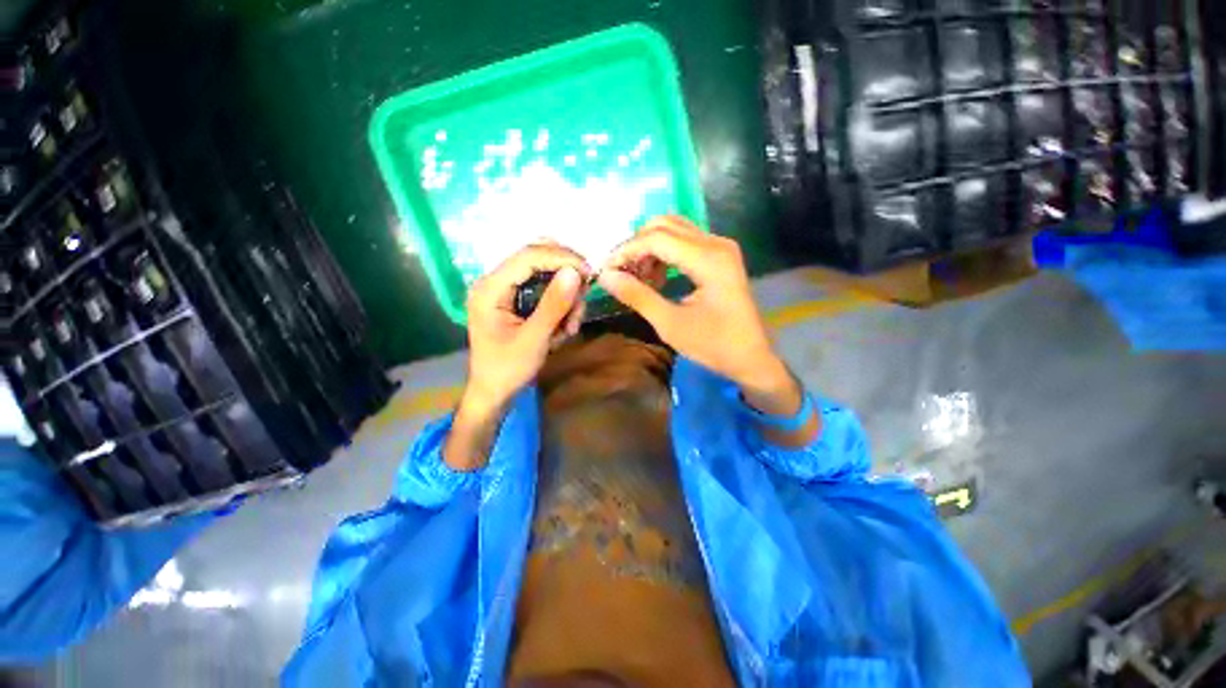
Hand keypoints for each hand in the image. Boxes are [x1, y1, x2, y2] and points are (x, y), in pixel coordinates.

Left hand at [464, 244, 590, 409]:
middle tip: (582, 299)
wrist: (494, 392)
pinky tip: (562, 328)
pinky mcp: (514, 300)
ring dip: (565, 298)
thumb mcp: (534, 339)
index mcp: (490, 288)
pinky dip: (559, 306)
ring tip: (569, 327)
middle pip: (537, 260)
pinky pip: (544, 291)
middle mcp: (494, 282)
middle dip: (564, 278)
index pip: (528, 256)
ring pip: (545, 276)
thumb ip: (553, 305)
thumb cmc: (508, 369)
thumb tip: (575, 272)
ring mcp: (505, 290)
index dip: (561, 258)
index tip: (589, 273)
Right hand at [597, 216, 787, 393]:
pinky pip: (684, 242)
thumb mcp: (670, 324)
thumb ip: (637, 296)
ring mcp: (720, 247)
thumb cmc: (713, 346)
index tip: (605, 270)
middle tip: (621, 273)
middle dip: (636, 246)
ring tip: (638, 279)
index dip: (626, 251)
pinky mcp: (720, 256)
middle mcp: (716, 243)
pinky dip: (664, 254)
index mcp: (708, 259)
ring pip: (673, 230)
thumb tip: (605, 276)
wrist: (751, 357)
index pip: (656, 238)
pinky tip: (657, 278)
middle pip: (664, 225)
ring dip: (649, 249)